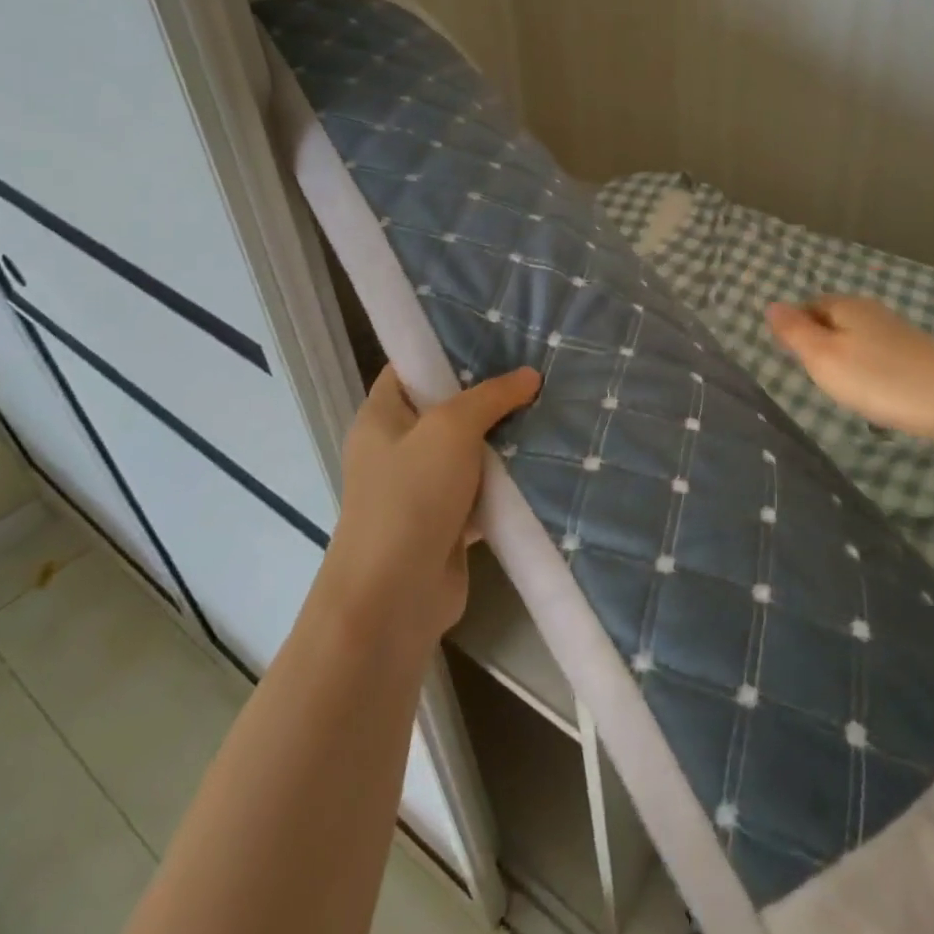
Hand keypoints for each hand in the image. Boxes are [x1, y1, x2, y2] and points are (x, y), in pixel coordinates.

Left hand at [323, 364, 540, 641]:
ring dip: (505, 438)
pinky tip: (547, 459)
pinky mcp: (448, 522)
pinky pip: (483, 489)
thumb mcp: (450, 429)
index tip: (494, 335)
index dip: (446, 350)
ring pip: (470, 450)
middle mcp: (398, 448)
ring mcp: (423, 487)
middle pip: (447, 408)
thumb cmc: (410, 497)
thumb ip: (491, 397)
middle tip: (537, 369)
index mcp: (382, 417)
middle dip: (490, 394)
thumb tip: (530, 375)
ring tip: (552, 407)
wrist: (393, 598)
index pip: (410, 367)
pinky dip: (509, 480)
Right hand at [765, 295, 933, 440]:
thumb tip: (770, 304)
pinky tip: (875, 394)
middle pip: (834, 321)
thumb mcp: (823, 357)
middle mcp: (873, 312)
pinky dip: (870, 373)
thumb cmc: (879, 378)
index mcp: (846, 306)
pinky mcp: (920, 357)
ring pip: (858, 340)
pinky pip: (880, 358)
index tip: (790, 358)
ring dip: (846, 360)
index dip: (794, 328)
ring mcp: (900, 334)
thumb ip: (794, 332)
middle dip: (820, 343)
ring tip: (842, 390)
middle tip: (813, 377)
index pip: (808, 306)